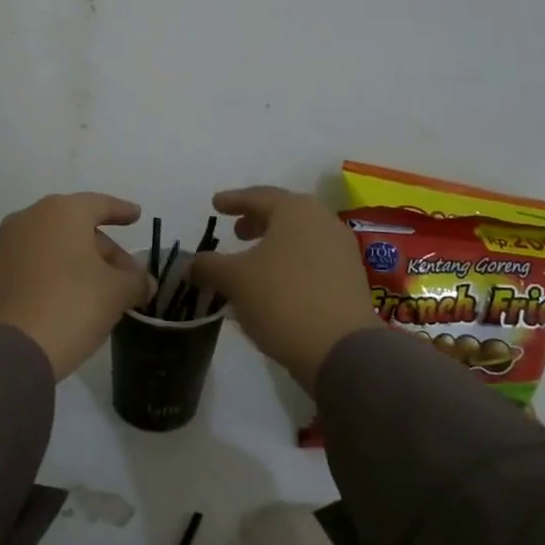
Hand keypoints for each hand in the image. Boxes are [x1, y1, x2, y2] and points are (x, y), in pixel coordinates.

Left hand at [0, 193, 153, 380]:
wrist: (14, 348)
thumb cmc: (73, 305)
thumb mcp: (117, 292)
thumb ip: (136, 280)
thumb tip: (144, 283)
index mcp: (63, 211)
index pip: (100, 204)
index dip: (122, 211)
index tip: (136, 216)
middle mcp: (32, 217)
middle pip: (78, 225)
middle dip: (105, 248)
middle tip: (127, 274)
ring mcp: (9, 243)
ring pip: (57, 244)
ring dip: (82, 261)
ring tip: (104, 289)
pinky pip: (38, 260)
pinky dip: (59, 270)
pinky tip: (75, 295)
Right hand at [188, 186, 380, 391]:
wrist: (341, 348)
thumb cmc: (282, 299)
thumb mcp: (234, 280)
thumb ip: (209, 265)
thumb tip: (192, 263)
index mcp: (295, 210)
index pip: (258, 196)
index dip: (233, 200)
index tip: (216, 205)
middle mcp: (323, 221)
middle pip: (284, 213)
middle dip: (257, 220)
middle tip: (236, 232)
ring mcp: (342, 250)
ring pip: (301, 237)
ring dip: (275, 244)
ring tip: (253, 260)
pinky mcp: (351, 278)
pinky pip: (313, 259)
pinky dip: (291, 262)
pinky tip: (275, 283)